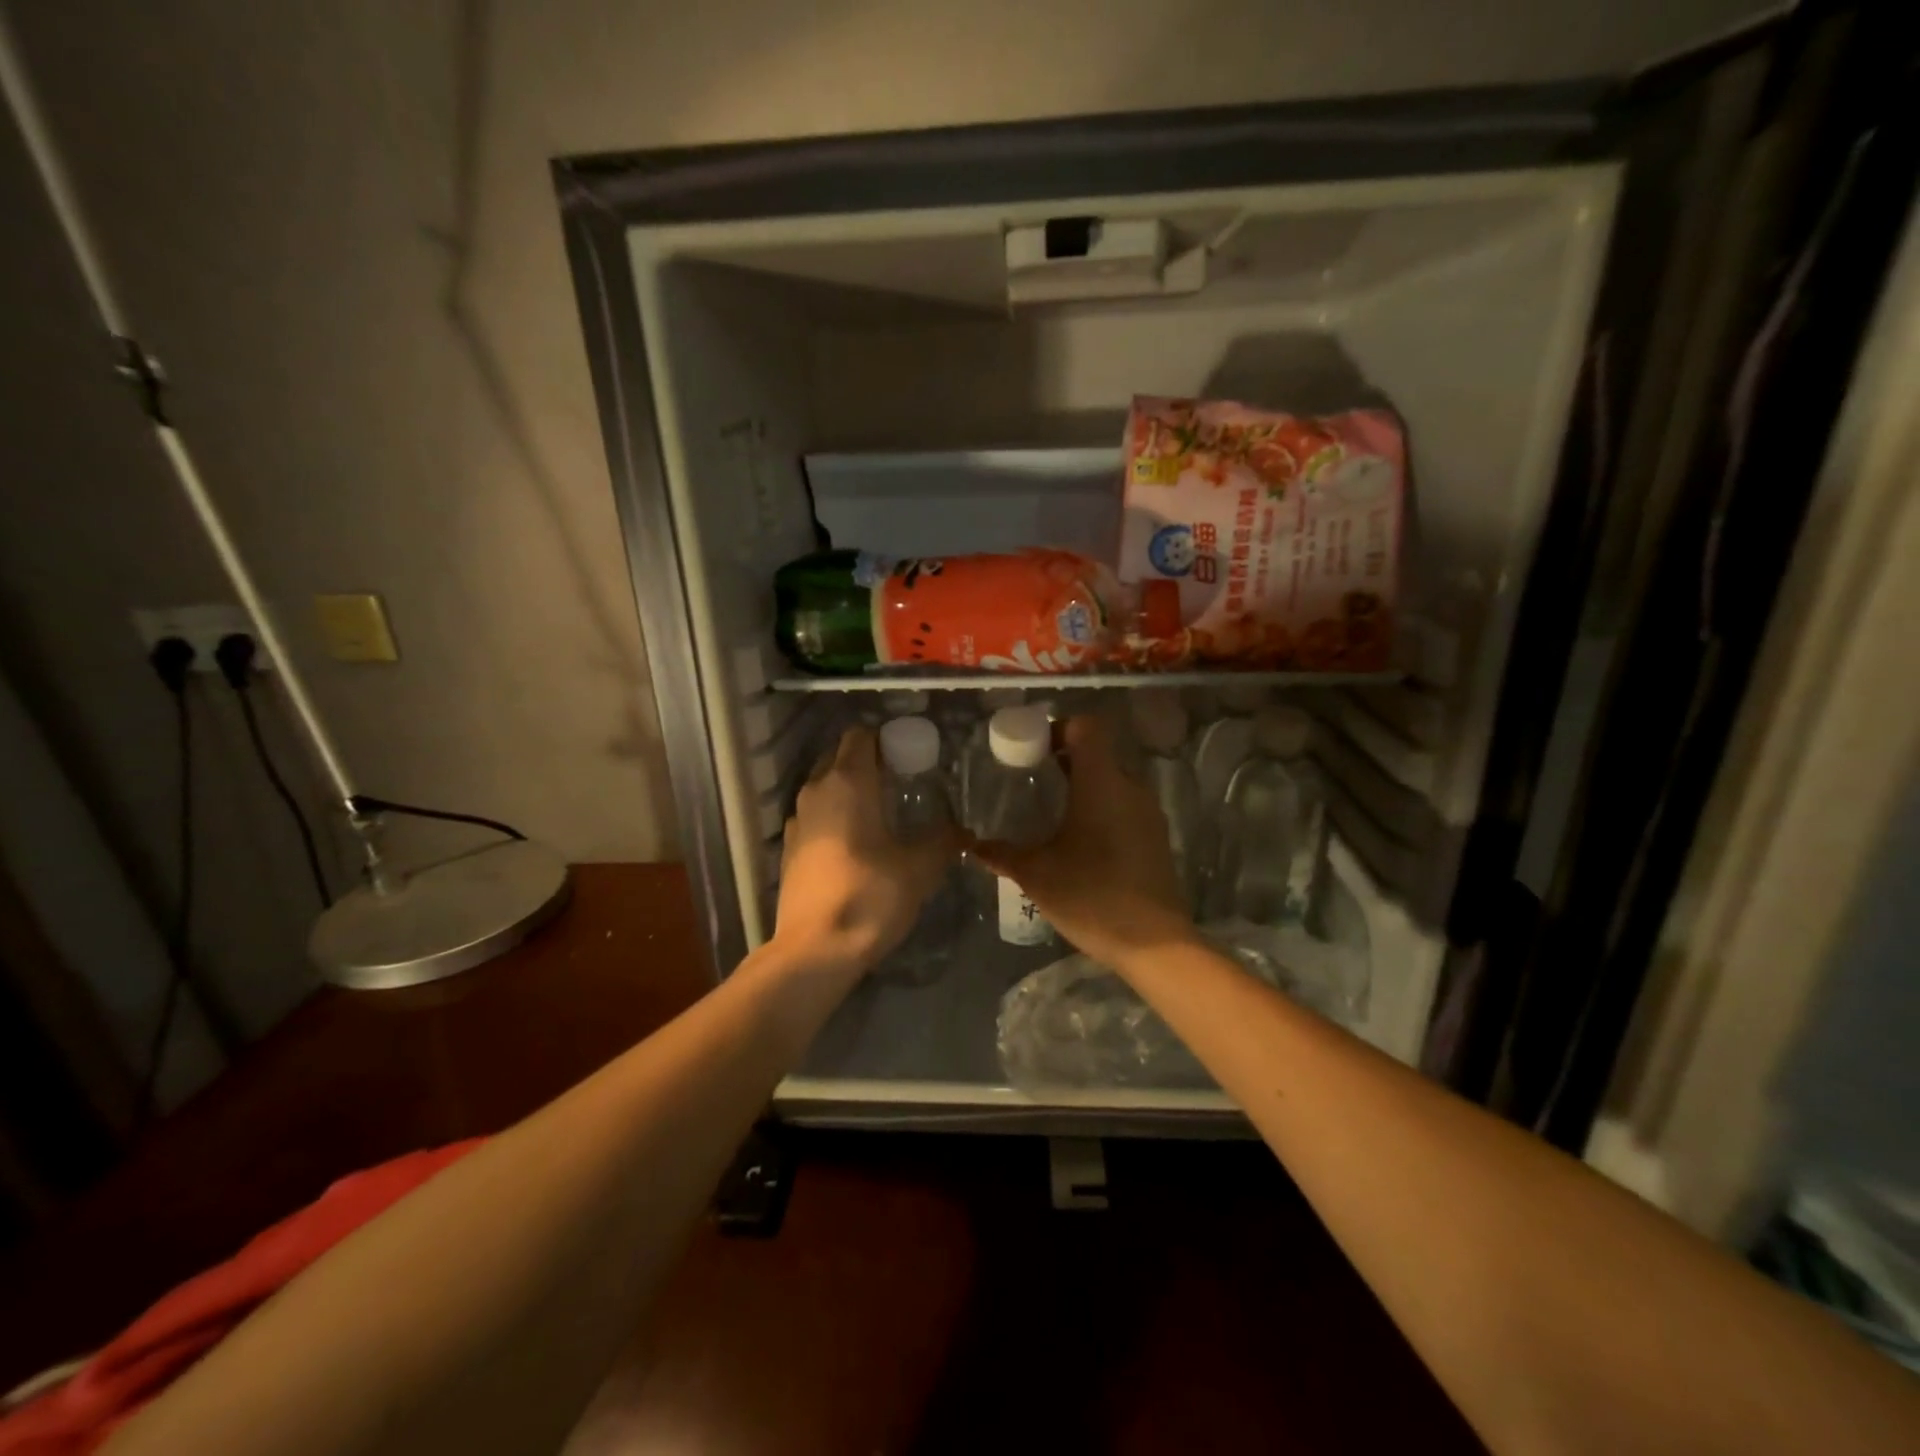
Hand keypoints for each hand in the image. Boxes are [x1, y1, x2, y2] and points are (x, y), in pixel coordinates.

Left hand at [773, 726, 954, 974]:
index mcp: (848, 782)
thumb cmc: (870, 896)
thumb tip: (963, 831)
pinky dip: (834, 818)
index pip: (861, 736)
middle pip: (840, 757)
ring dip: (849, 791)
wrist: (815, 950)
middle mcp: (816, 791)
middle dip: (868, 762)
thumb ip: (943, 841)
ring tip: (881, 814)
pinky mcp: (788, 849)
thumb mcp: (919, 869)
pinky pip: (815, 816)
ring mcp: (796, 820)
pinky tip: (856, 844)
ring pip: (824, 787)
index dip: (885, 739)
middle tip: (901, 783)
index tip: (909, 756)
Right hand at [971, 714, 1197, 971]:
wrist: (1153, 943)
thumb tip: (972, 845)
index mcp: (1101, 783)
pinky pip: (1125, 806)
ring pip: (1113, 781)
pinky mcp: (1156, 837)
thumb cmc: (1091, 896)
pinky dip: (1101, 809)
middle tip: (1032, 780)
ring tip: (1052, 811)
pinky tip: (1081, 841)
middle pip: (1098, 753)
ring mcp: (1148, 813)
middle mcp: (1130, 788)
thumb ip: (1002, 854)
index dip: (1059, 728)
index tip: (1033, 749)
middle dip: (1065, 759)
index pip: (1087, 727)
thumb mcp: (1036, 875)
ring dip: (1084, 786)